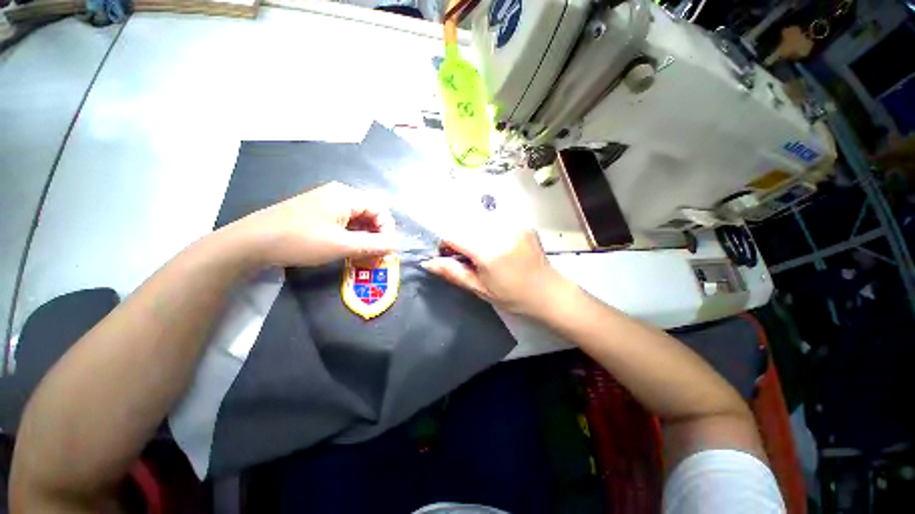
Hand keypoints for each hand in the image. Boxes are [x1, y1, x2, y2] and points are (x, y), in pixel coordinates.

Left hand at [233, 182, 397, 266]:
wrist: (251, 242)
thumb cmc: (301, 241)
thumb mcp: (342, 245)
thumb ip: (374, 245)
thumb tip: (397, 244)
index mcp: (346, 196)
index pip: (381, 209)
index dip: (387, 230)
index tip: (385, 251)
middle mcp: (339, 195)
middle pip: (370, 213)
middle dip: (377, 236)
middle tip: (376, 257)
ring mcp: (326, 203)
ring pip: (357, 219)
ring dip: (365, 238)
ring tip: (364, 258)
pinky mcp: (317, 212)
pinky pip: (344, 223)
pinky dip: (351, 237)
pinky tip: (349, 251)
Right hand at [421, 227, 571, 316]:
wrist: (548, 292)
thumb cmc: (512, 296)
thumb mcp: (480, 289)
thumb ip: (454, 273)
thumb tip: (428, 262)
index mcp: (489, 252)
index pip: (454, 235)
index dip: (445, 244)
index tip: (449, 255)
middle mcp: (500, 232)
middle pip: (465, 224)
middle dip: (459, 238)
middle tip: (466, 256)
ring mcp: (514, 225)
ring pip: (479, 221)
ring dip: (473, 233)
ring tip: (482, 252)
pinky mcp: (522, 223)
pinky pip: (495, 221)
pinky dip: (488, 231)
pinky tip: (497, 246)